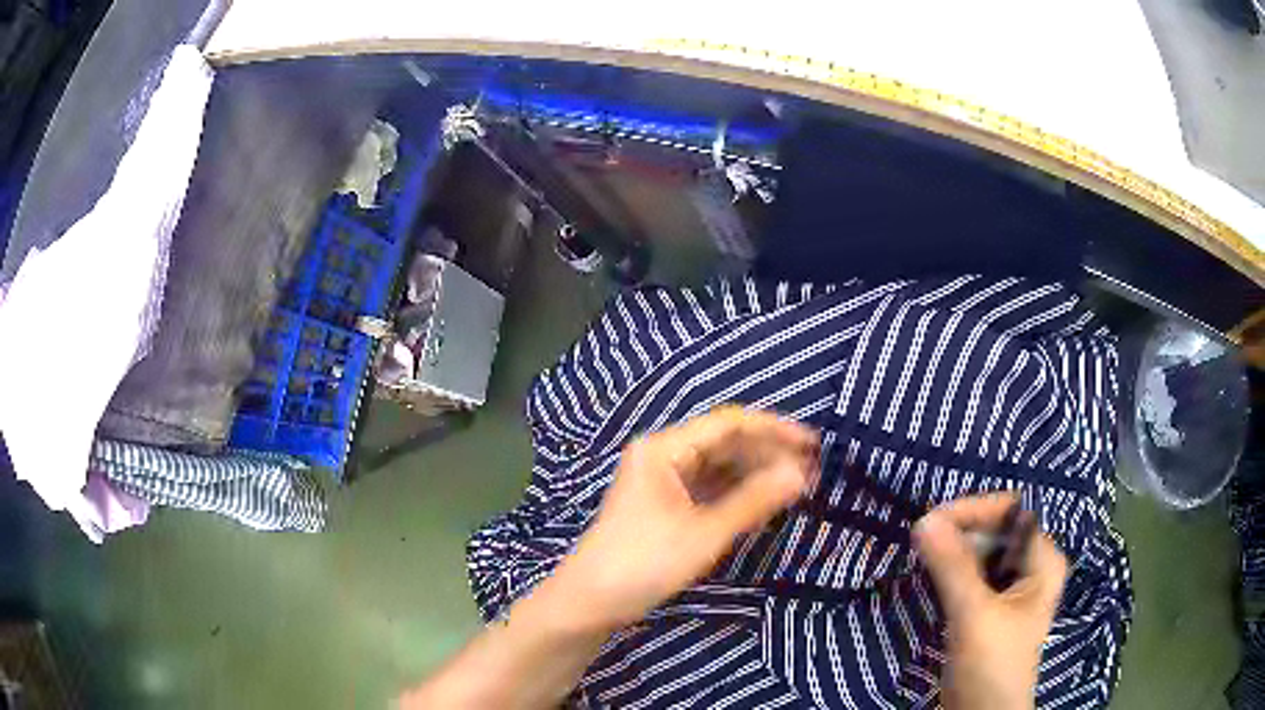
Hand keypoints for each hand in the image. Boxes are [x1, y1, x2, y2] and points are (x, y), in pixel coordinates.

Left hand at [549, 406, 819, 630]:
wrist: (589, 601)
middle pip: (724, 443)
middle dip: (767, 454)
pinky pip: (707, 488)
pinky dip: (735, 494)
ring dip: (754, 474)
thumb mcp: (705, 533)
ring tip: (793, 488)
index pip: (728, 424)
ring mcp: (661, 480)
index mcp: (664, 448)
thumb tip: (801, 474)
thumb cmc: (644, 563)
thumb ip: (754, 501)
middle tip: (809, 472)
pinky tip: (761, 503)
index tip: (812, 445)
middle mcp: (662, 455)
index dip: (774, 430)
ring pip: (717, 466)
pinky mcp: (663, 504)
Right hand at [913, 493, 1067, 709]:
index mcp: (1043, 559)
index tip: (932, 523)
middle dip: (960, 531)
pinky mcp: (990, 607)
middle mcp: (1031, 566)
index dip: (973, 511)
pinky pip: (971, 574)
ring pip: (980, 552)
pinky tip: (931, 576)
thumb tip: (924, 520)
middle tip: (921, 542)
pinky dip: (951, 571)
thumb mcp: (974, 616)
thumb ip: (953, 567)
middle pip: (995, 530)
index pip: (1010, 512)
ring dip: (952, 552)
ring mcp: (1010, 588)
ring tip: (922, 557)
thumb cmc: (991, 666)